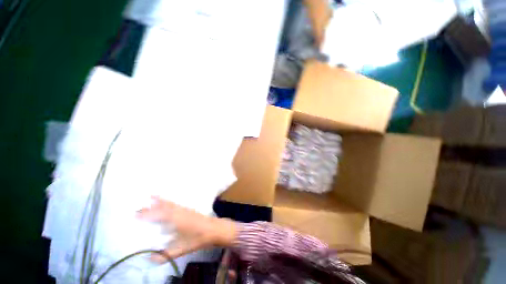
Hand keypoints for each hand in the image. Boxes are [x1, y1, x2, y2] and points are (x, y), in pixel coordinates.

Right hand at [137, 196, 236, 262]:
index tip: (135, 214)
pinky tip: (167, 202)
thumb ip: (164, 255)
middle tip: (139, 206)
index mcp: (175, 220)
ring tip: (152, 195)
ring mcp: (184, 209)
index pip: (158, 215)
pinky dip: (169, 201)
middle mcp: (178, 212)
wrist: (213, 229)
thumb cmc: (197, 239)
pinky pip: (175, 203)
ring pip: (170, 203)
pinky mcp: (188, 209)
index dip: (147, 214)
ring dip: (160, 200)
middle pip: (163, 207)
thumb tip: (148, 259)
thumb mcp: (181, 249)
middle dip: (151, 206)